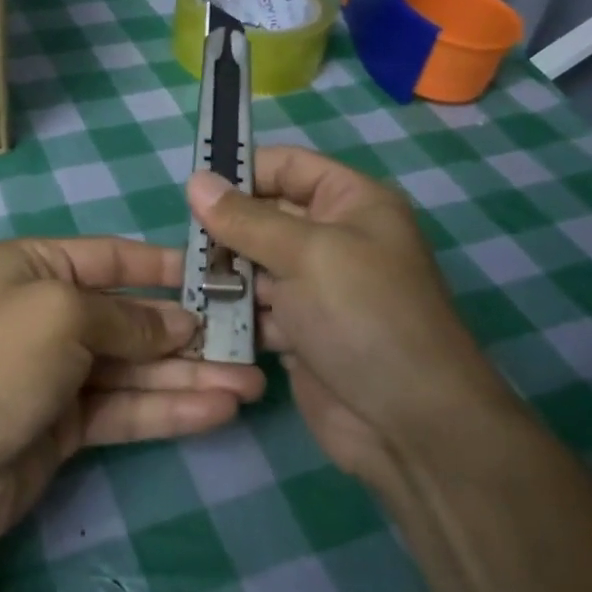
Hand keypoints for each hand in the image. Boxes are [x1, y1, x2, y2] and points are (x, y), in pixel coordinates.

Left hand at [0, 238, 265, 553]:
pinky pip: (124, 408)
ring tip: (250, 385)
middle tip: (250, 344)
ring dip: (189, 376)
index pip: (110, 258)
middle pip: (129, 318)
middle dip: (187, 332)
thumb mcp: (61, 314)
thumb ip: (128, 318)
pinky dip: (168, 409)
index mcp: (31, 267)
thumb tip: (181, 322)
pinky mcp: (64, 426)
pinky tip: (217, 411)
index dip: (164, 267)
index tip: (219, 276)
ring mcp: (54, 373)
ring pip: (134, 369)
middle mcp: (44, 314)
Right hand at [186, 147, 508, 479]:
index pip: (288, 166)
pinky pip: (256, 309)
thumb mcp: (306, 254)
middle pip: (265, 216)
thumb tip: (196, 180)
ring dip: (222, 273)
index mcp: (351, 204)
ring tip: (185, 282)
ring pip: (254, 265)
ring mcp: (316, 289)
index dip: (242, 170)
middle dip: (224, 228)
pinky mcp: (300, 332)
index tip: (191, 189)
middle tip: (181, 244)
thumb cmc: (364, 317)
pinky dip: (231, 313)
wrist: (410, 424)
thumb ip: (246, 219)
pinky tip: (199, 319)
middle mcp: (334, 239)